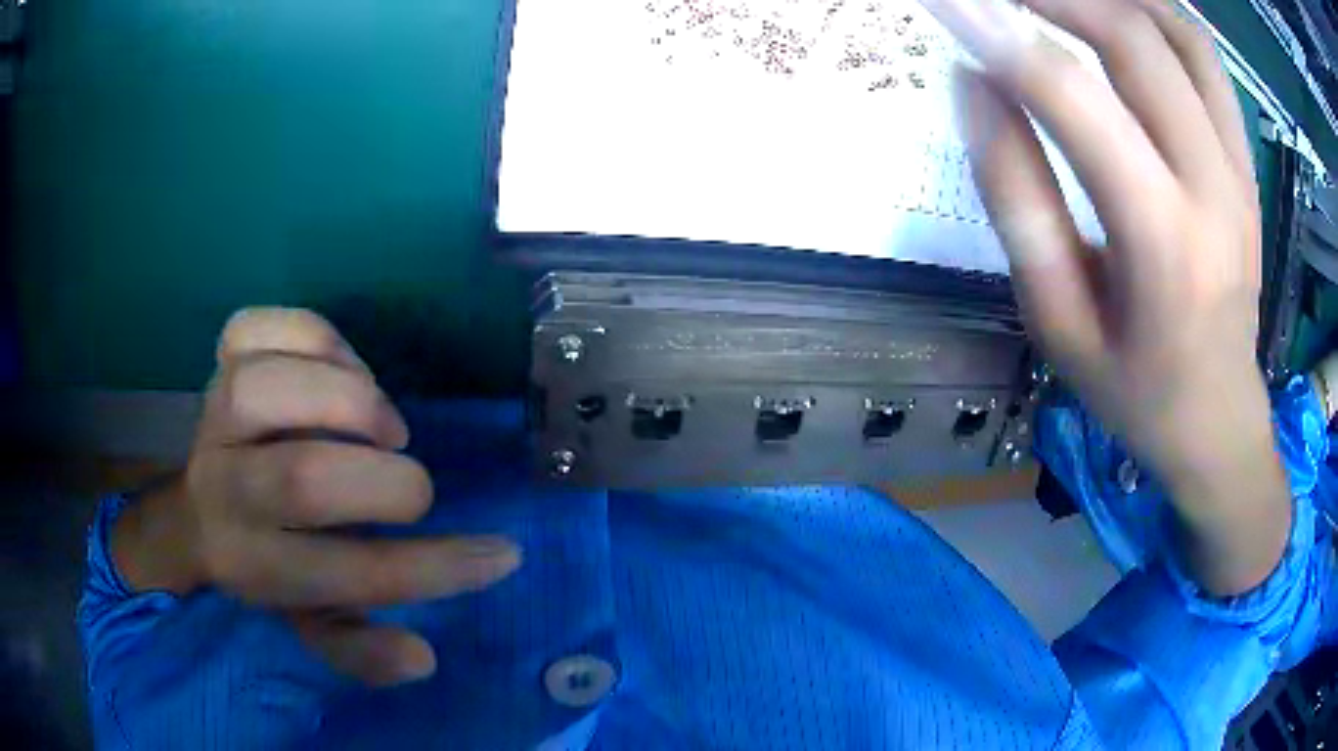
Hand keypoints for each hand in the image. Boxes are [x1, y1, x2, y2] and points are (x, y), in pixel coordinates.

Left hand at [112, 308, 521, 684]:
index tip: (499, 556)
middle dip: (384, 484)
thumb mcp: (310, 624)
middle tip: (413, 490)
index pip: (348, 576)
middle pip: (303, 480)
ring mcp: (214, 414)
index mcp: (254, 566)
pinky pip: (261, 329)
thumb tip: (424, 657)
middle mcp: (225, 491)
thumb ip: (361, 650)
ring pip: (269, 391)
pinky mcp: (219, 361)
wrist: (195, 512)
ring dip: (348, 400)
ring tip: (380, 425)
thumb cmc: (266, 567)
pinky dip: (315, 338)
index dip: (435, 570)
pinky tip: (339, 368)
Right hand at [928, 0, 1289, 594]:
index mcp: (1163, 246)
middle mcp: (1213, 190)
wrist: (1220, 421)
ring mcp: (1238, 170)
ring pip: (1179, 34)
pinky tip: (1121, 11)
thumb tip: (973, 86)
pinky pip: (1207, 61)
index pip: (1076, 101)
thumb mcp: (1059, 323)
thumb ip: (1017, 200)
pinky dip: (1160, 13)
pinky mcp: (1245, 163)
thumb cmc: (1136, 392)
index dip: (1001, 39)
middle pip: (1135, 42)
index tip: (948, 7)